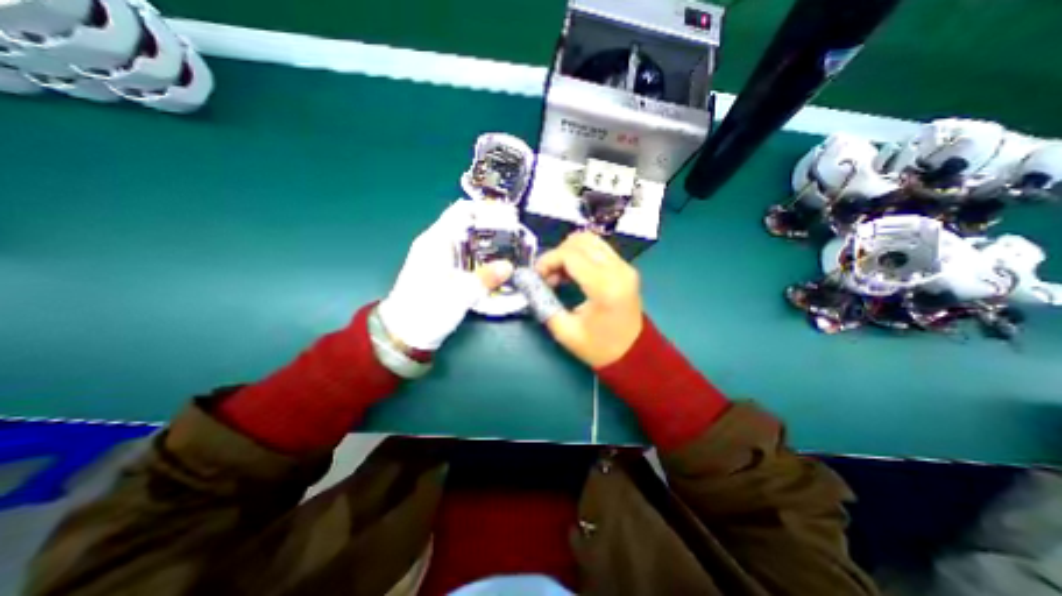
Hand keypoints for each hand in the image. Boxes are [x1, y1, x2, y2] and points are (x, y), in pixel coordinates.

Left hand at [379, 201, 517, 349]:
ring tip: (510, 248)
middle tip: (515, 235)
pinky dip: (479, 254)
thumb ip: (485, 278)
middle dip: (490, 227)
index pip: (461, 211)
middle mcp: (435, 243)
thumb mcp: (460, 295)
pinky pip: (463, 254)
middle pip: (466, 224)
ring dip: (486, 242)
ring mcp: (437, 256)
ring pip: (465, 240)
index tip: (507, 216)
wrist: (404, 333)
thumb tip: (509, 266)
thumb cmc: (427, 309)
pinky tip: (493, 264)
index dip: (484, 209)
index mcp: (436, 240)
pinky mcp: (441, 269)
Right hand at [535, 233, 641, 366]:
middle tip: (547, 276)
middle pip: (580, 242)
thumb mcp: (565, 332)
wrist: (633, 354)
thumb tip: (531, 283)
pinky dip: (580, 255)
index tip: (537, 276)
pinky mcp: (625, 267)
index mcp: (605, 287)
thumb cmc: (599, 347)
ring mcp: (624, 266)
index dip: (547, 260)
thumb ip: (544, 304)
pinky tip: (572, 273)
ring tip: (559, 274)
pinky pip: (598, 249)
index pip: (570, 255)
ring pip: (590, 240)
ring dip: (568, 252)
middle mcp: (618, 269)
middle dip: (557, 255)